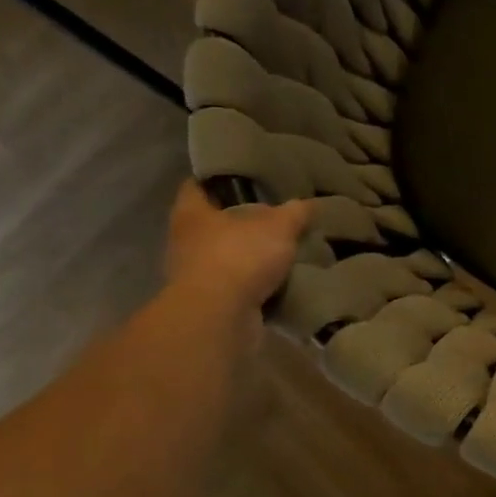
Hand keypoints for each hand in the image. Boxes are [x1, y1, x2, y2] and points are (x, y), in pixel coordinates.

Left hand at [165, 180, 313, 317]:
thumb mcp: (279, 226)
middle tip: (272, 215)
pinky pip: (235, 287)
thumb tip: (310, 203)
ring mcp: (194, 276)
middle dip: (239, 221)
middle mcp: (185, 242)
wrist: (220, 318)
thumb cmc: (239, 257)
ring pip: (224, 257)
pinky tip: (278, 281)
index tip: (240, 178)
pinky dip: (253, 285)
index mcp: (192, 214)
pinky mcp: (209, 304)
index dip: (215, 180)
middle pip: (211, 224)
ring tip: (280, 250)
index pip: (195, 186)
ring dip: (247, 256)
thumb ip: (295, 213)